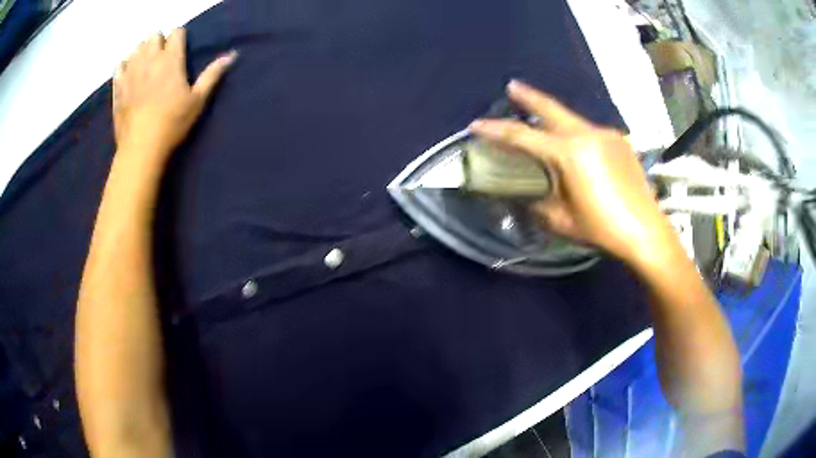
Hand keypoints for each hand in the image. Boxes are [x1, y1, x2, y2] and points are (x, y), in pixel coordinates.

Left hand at [113, 29, 236, 159]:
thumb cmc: (172, 123)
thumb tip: (232, 54)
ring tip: (146, 66)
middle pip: (153, 36)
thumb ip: (212, 75)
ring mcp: (131, 72)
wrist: (141, 148)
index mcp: (171, 59)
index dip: (179, 38)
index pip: (176, 32)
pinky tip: (129, 75)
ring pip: (136, 48)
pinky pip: (119, 66)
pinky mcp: (118, 87)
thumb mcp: (197, 100)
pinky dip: (124, 66)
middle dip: (159, 42)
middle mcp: (149, 59)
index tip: (180, 50)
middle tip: (162, 58)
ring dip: (142, 52)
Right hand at [469, 81, 673, 265]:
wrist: (645, 231)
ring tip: (544, 123)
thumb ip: (539, 202)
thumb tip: (527, 195)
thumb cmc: (602, 228)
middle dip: (529, 97)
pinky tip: (580, 151)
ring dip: (555, 120)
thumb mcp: (562, 220)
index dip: (496, 130)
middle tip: (512, 87)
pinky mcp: (620, 142)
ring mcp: (607, 135)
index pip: (524, 136)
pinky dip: (578, 137)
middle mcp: (587, 134)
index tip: (477, 125)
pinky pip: (592, 133)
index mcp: (569, 153)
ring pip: (573, 121)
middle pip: (552, 109)